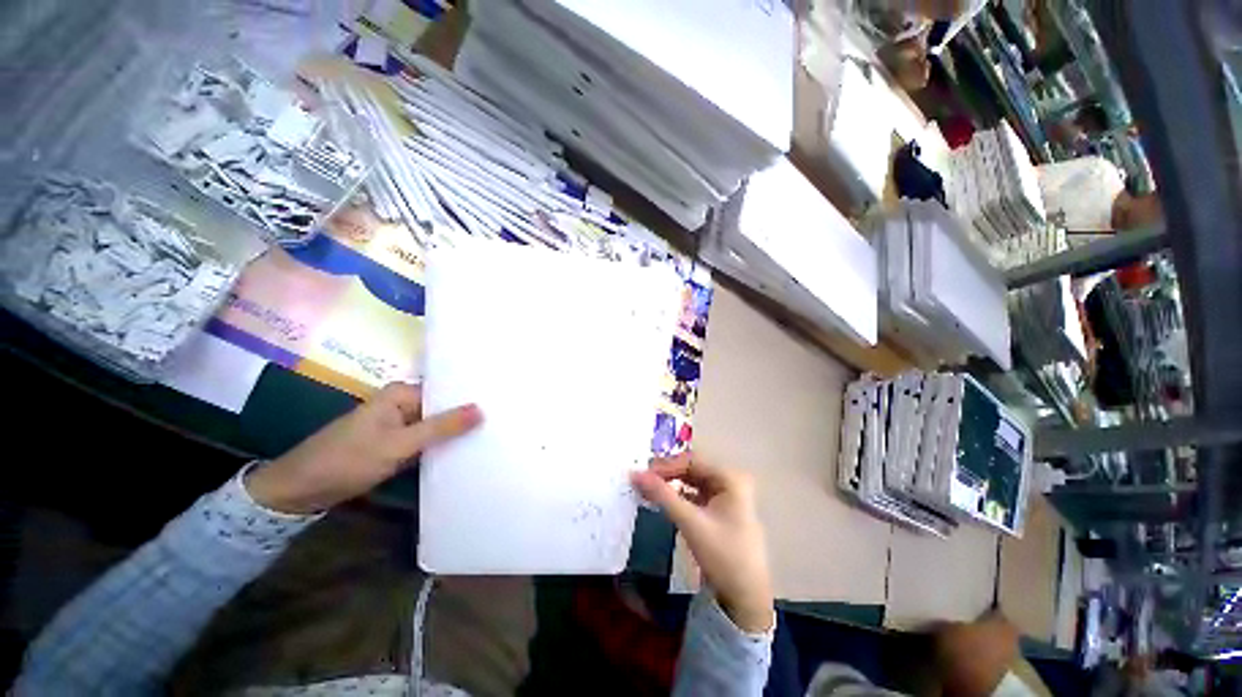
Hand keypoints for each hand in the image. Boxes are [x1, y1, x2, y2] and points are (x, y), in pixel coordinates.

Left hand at [246, 382, 480, 513]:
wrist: (300, 490)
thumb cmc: (348, 459)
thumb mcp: (400, 444)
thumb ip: (442, 427)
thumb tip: (482, 409)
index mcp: (401, 393)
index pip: (446, 390)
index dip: (471, 398)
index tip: (500, 405)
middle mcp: (401, 403)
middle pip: (442, 407)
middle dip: (465, 416)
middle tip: (500, 421)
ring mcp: (397, 424)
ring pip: (435, 425)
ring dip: (454, 432)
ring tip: (489, 434)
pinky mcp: (394, 442)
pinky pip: (424, 439)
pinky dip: (439, 445)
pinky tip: (462, 450)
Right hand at [631, 452, 773, 632]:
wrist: (746, 599)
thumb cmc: (723, 556)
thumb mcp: (690, 523)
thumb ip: (662, 495)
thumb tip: (635, 473)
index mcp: (730, 478)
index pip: (691, 461)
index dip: (666, 465)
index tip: (642, 473)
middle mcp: (730, 481)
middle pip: (692, 469)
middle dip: (667, 473)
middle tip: (642, 480)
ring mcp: (727, 496)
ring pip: (693, 481)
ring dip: (672, 483)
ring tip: (649, 488)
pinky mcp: (721, 510)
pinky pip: (696, 495)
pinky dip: (679, 496)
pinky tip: (664, 500)